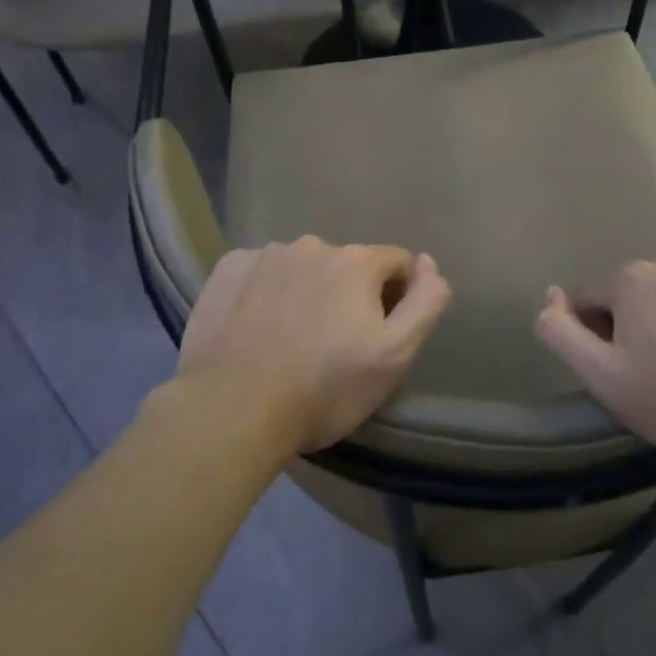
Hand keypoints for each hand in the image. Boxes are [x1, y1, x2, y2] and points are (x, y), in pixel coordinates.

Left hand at [176, 237, 452, 454]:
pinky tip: (255, 328)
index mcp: (356, 261)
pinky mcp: (228, 269)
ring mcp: (265, 254)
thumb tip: (427, 263)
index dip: (395, 297)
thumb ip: (424, 302)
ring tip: (289, 339)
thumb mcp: (395, 355)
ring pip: (301, 267)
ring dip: (305, 291)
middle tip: (331, 344)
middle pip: (346, 264)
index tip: (376, 335)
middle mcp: (312, 244)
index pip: (395, 263)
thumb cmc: (324, 389)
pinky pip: (260, 272)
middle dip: (347, 294)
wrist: (233, 410)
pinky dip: (265, 292)